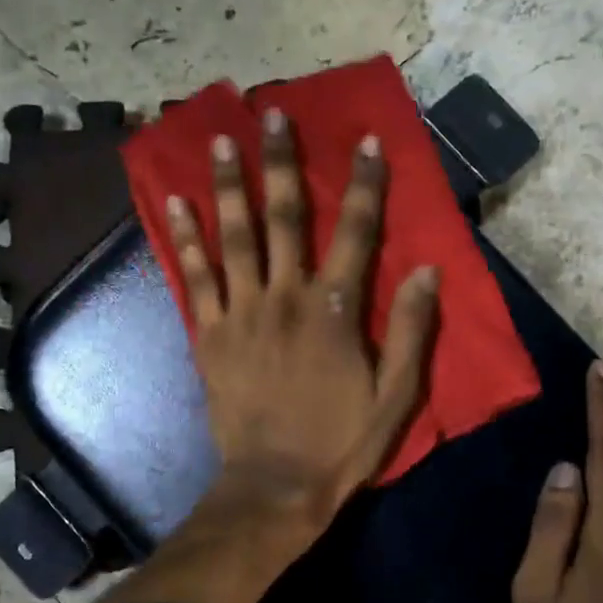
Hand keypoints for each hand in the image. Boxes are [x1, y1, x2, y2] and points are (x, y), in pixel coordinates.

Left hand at [166, 109, 439, 538]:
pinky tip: (174, 204)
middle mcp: (286, 299)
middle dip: (280, 163)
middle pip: (285, 219)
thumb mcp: (396, 397)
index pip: (356, 233)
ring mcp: (241, 315)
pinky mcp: (209, 337)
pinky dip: (185, 240)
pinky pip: (194, 279)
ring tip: (218, 141)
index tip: (365, 141)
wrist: (274, 487)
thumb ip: (413, 331)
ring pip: (234, 238)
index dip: (363, 185)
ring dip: (227, 186)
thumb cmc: (341, 445)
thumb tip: (428, 270)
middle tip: (270, 115)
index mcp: (335, 312)